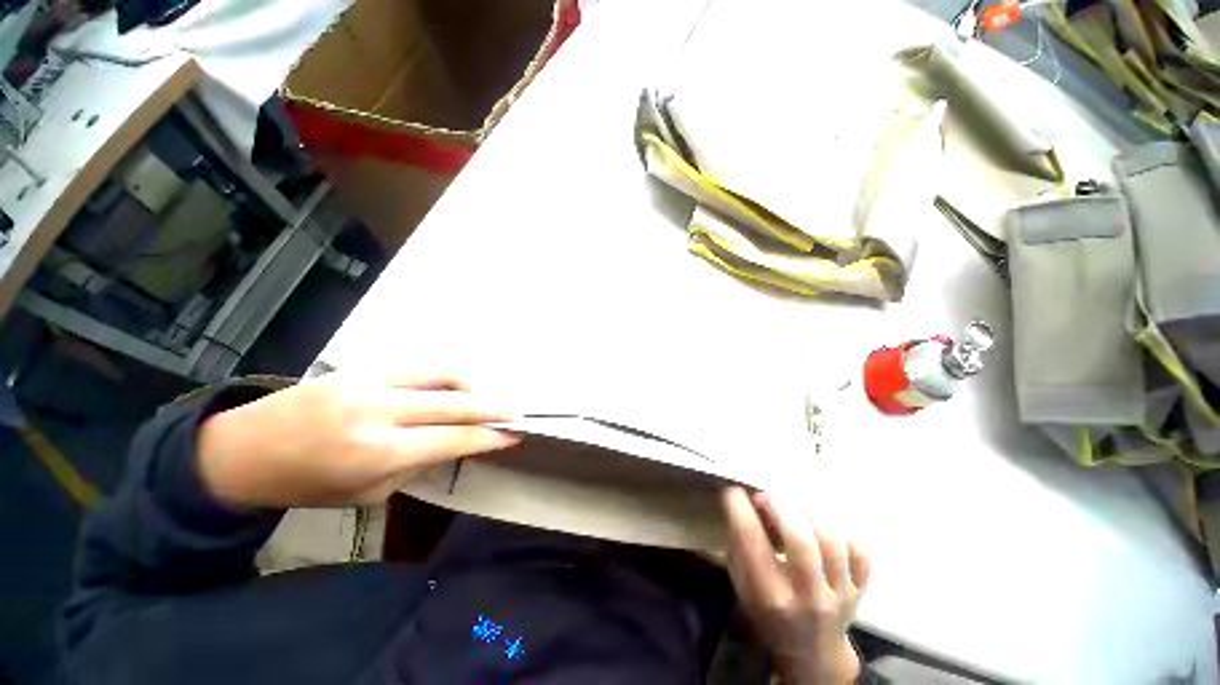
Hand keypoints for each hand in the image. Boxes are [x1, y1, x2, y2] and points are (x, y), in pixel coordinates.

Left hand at [198, 374, 519, 507]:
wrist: (244, 450)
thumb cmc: (307, 484)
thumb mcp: (367, 492)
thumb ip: (416, 464)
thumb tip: (452, 443)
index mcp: (378, 452)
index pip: (453, 439)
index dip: (488, 437)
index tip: (513, 436)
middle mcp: (379, 412)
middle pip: (456, 403)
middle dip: (493, 408)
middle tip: (517, 412)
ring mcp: (370, 382)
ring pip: (442, 375)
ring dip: (471, 387)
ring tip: (483, 399)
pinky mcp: (363, 367)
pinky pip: (419, 368)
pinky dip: (444, 377)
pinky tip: (451, 387)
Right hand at [722, 487, 869, 684]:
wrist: (810, 651)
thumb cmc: (766, 611)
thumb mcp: (741, 584)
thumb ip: (740, 546)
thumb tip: (743, 500)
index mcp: (770, 597)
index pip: (752, 544)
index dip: (740, 509)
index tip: (734, 490)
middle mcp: (807, 598)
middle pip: (801, 542)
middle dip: (780, 507)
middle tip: (766, 494)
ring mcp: (840, 595)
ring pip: (833, 542)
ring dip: (809, 512)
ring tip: (793, 502)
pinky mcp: (861, 590)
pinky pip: (860, 551)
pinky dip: (842, 526)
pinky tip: (822, 516)